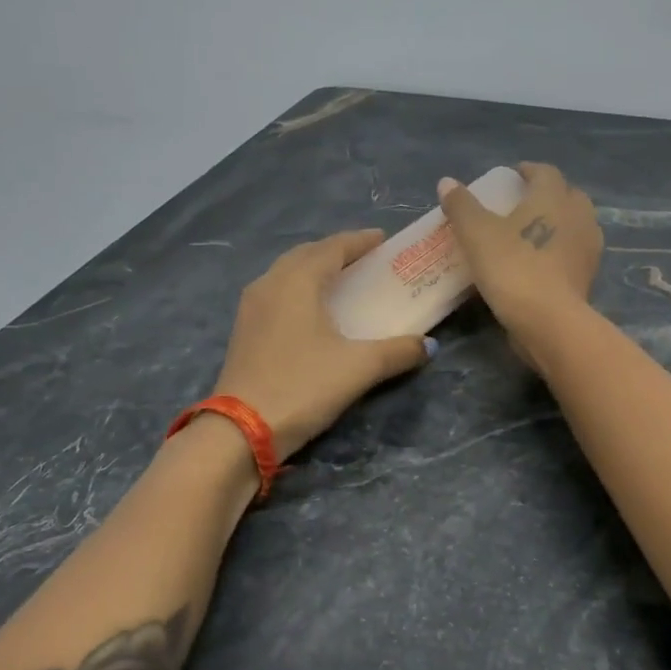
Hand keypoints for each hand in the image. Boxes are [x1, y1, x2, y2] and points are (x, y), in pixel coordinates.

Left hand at [212, 229, 432, 459]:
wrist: (241, 430)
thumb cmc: (303, 386)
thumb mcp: (359, 368)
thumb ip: (398, 351)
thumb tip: (428, 345)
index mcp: (297, 281)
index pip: (332, 247)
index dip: (359, 241)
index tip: (383, 239)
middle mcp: (270, 284)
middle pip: (306, 254)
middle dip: (336, 251)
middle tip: (365, 258)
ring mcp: (252, 307)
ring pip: (287, 273)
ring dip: (314, 268)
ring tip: (340, 279)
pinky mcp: (244, 330)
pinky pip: (276, 292)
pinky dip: (299, 288)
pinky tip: (312, 310)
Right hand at [437, 162, 601, 365]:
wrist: (549, 321)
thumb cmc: (512, 268)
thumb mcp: (476, 234)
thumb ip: (462, 206)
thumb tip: (447, 182)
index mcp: (553, 197)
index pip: (545, 172)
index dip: (528, 170)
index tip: (513, 175)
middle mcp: (578, 215)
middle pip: (567, 194)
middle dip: (548, 194)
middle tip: (523, 203)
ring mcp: (588, 247)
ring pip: (575, 224)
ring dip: (558, 222)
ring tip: (532, 232)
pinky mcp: (589, 276)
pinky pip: (574, 252)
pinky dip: (561, 249)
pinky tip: (542, 261)